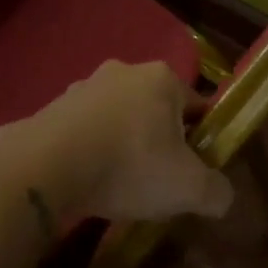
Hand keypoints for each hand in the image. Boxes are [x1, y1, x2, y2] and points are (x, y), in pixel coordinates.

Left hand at [21, 61, 232, 222]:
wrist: (45, 167)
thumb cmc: (128, 166)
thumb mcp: (188, 188)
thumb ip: (217, 192)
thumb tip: (222, 196)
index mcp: (162, 78)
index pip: (197, 107)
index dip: (202, 141)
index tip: (195, 172)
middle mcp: (123, 71)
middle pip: (156, 111)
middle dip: (160, 142)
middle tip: (159, 182)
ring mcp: (83, 86)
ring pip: (119, 119)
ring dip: (124, 145)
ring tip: (120, 185)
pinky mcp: (52, 107)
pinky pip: (86, 130)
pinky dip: (92, 150)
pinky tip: (88, 179)